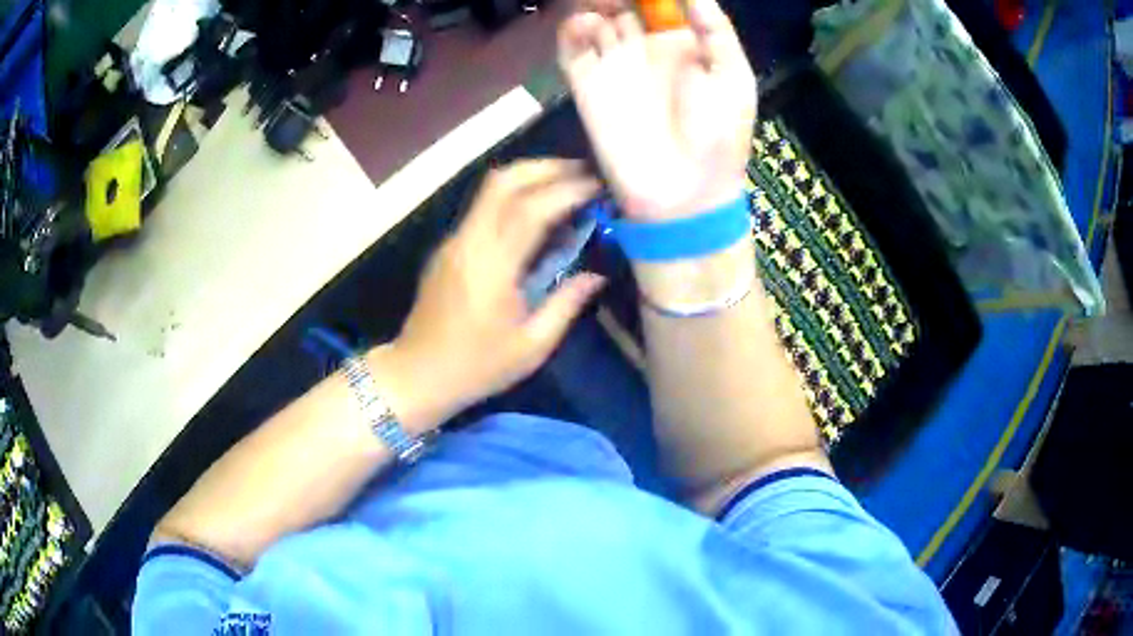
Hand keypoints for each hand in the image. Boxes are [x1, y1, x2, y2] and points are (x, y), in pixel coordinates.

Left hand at [378, 160, 604, 429]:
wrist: (417, 375)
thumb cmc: (476, 367)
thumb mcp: (531, 347)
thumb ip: (566, 304)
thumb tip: (597, 275)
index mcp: (492, 267)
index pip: (531, 210)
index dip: (567, 191)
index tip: (598, 187)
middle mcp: (469, 242)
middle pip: (504, 181)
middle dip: (546, 168)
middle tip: (582, 172)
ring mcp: (454, 241)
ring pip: (490, 189)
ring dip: (529, 177)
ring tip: (564, 182)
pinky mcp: (448, 246)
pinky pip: (483, 207)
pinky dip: (513, 195)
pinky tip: (536, 211)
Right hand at [558, 0, 755, 220]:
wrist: (684, 193)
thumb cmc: (719, 135)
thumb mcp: (733, 78)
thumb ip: (715, 31)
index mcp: (682, 44)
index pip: (660, 4)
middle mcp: (644, 49)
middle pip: (623, 6)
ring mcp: (614, 66)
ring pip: (595, 19)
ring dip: (595, 5)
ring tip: (607, 8)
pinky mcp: (587, 86)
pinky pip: (572, 50)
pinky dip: (572, 31)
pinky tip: (586, 25)